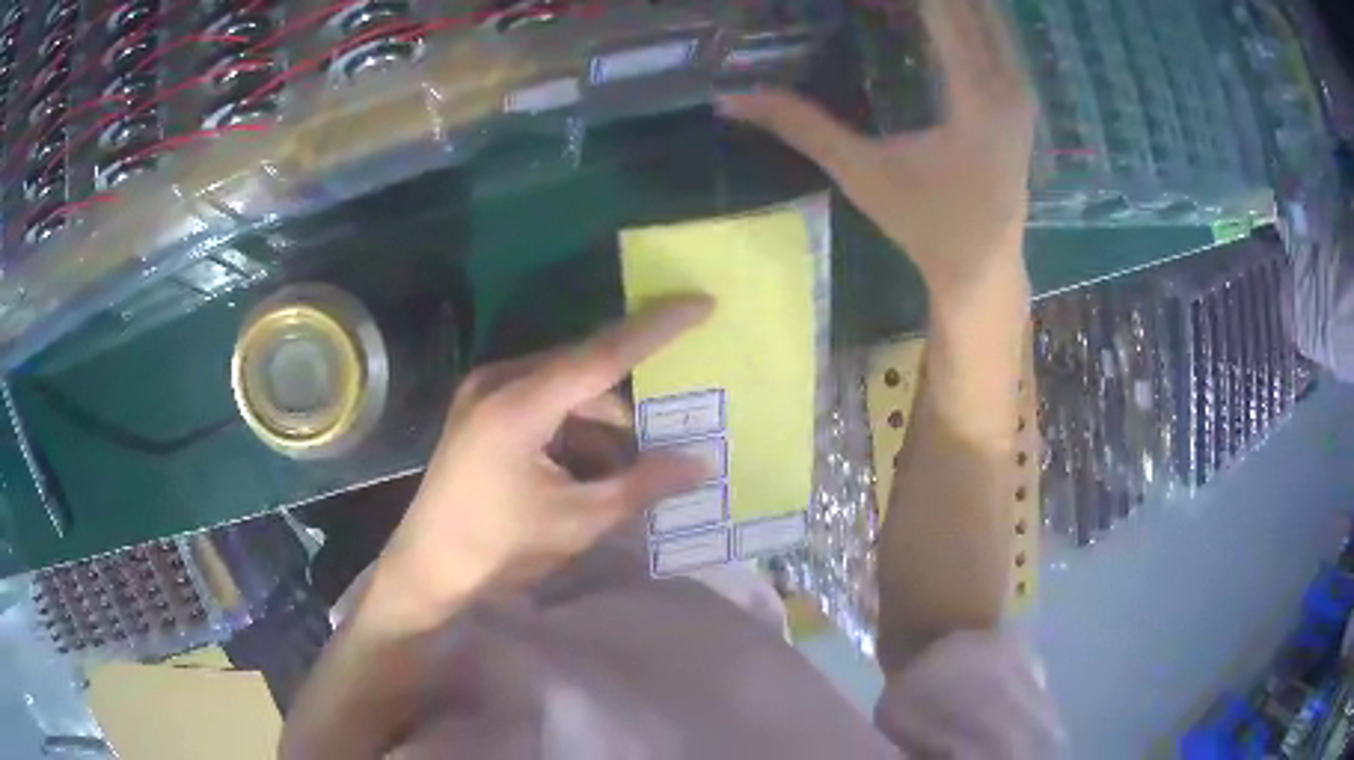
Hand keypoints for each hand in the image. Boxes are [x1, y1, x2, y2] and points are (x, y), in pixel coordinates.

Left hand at [375, 297, 713, 624]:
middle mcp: (500, 382)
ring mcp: (485, 394)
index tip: (702, 303)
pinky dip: (576, 428)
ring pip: (567, 388)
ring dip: (605, 420)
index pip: (603, 354)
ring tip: (641, 460)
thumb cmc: (497, 548)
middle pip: (585, 368)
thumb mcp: (576, 520)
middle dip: (633, 393)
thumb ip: (641, 485)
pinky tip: (597, 466)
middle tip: (681, 407)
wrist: (427, 569)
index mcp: (519, 404)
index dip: (657, 328)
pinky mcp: (482, 411)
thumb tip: (703, 463)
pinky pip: (544, 403)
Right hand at [717, 0, 1035, 298]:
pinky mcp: (1020, 99)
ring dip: (949, 4)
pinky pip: (995, 38)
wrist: (982, 270)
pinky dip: (963, 18)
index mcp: (976, 98)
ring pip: (989, 18)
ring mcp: (1022, 90)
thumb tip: (730, 98)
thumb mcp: (860, 173)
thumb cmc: (925, 226)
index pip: (944, 13)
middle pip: (973, 7)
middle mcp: (1009, 85)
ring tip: (896, 4)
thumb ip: (801, 126)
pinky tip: (927, 15)